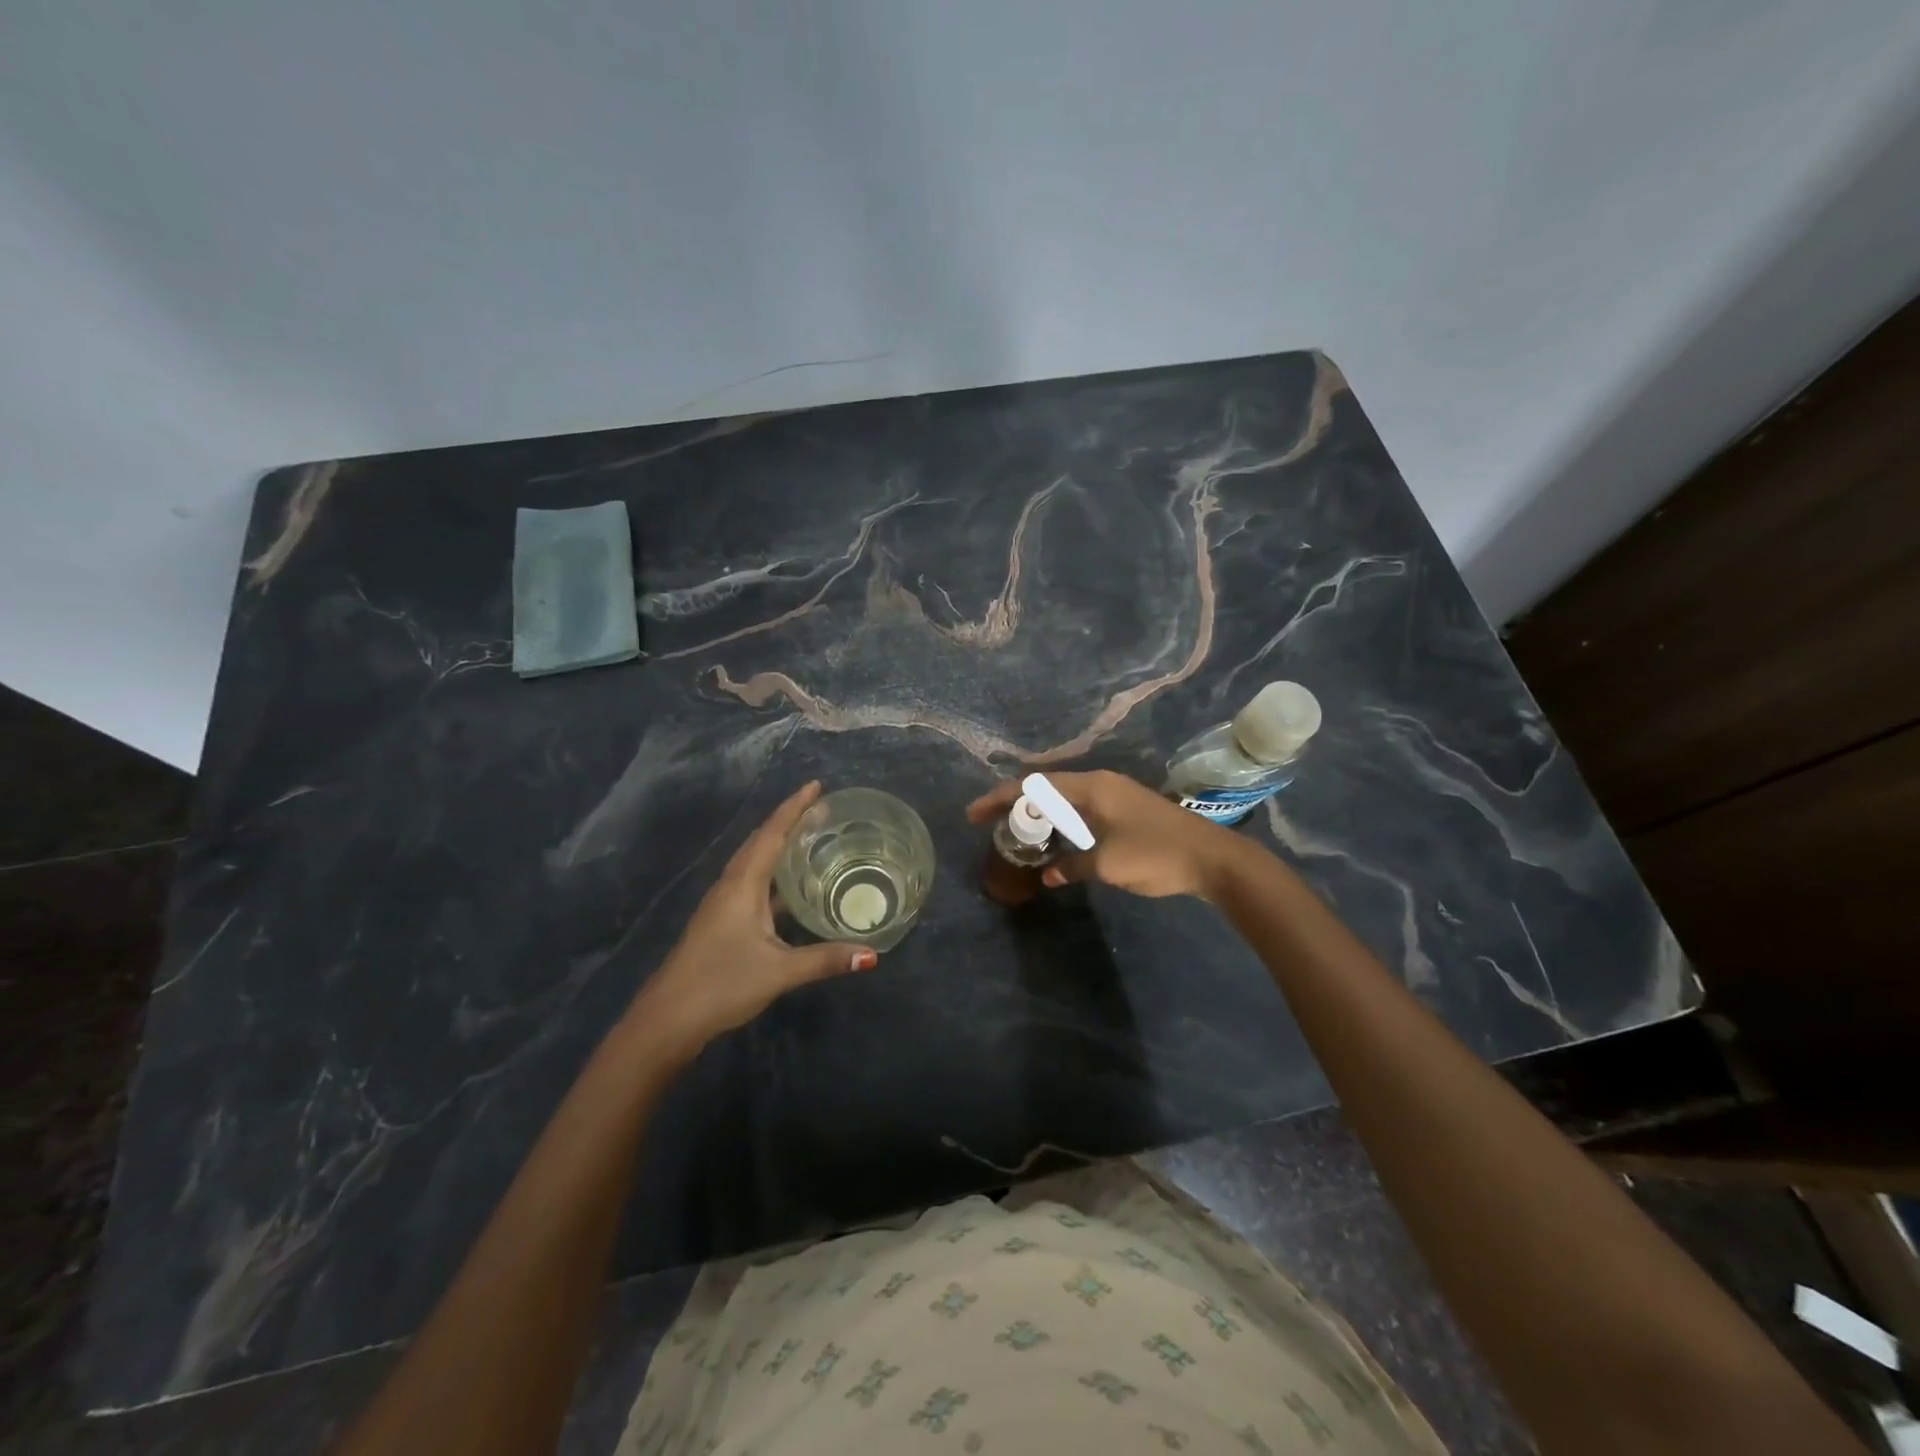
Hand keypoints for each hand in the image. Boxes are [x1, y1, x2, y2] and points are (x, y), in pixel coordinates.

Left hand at [631, 781, 877, 1058]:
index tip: (816, 786)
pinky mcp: (722, 922)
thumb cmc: (721, 984)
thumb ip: (825, 959)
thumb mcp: (779, 971)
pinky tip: (792, 887)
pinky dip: (775, 874)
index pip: (771, 834)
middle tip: (822, 807)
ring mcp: (724, 904)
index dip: (794, 808)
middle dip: (790, 820)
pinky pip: (753, 883)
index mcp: (742, 884)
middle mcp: (731, 885)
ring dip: (780, 844)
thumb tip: (872, 954)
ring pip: (755, 862)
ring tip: (810, 836)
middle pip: (761, 841)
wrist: (667, 1019)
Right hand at [965, 769, 1248, 900]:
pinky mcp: (1128, 812)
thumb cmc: (1156, 854)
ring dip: (1040, 815)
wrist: (1214, 860)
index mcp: (1092, 787)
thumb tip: (1050, 874)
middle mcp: (1101, 784)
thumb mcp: (1108, 864)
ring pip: (1065, 800)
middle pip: (1047, 788)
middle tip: (990, 824)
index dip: (1001, 798)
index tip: (974, 813)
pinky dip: (1062, 823)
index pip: (1035, 786)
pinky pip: (1083, 811)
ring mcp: (1116, 796)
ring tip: (1017, 833)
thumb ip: (1073, 866)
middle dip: (1016, 804)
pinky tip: (1056, 842)